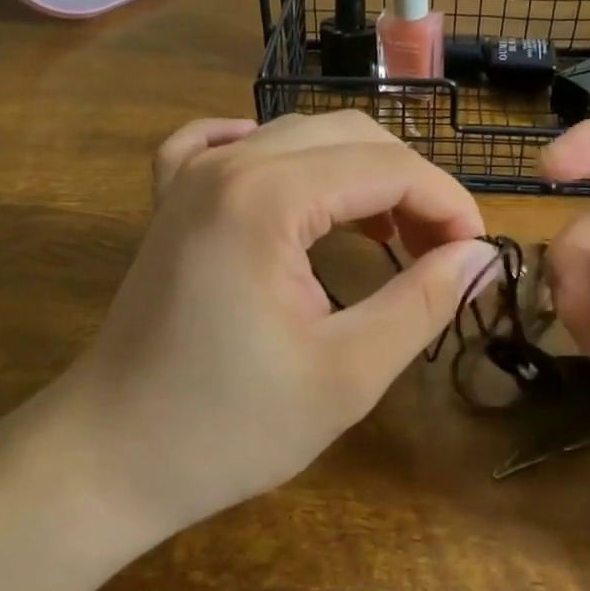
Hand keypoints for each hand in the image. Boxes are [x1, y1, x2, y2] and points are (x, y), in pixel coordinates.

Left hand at [61, 112, 496, 539]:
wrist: (109, 456)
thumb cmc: (228, 427)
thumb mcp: (347, 374)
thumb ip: (422, 301)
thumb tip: (480, 256)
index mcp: (266, 197)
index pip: (388, 167)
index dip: (447, 203)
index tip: (476, 254)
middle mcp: (226, 164)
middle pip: (350, 136)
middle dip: (410, 185)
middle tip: (439, 251)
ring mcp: (190, 174)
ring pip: (300, 134)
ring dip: (357, 173)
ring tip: (390, 235)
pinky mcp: (171, 198)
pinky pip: (225, 142)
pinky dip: (275, 154)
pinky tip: (290, 183)